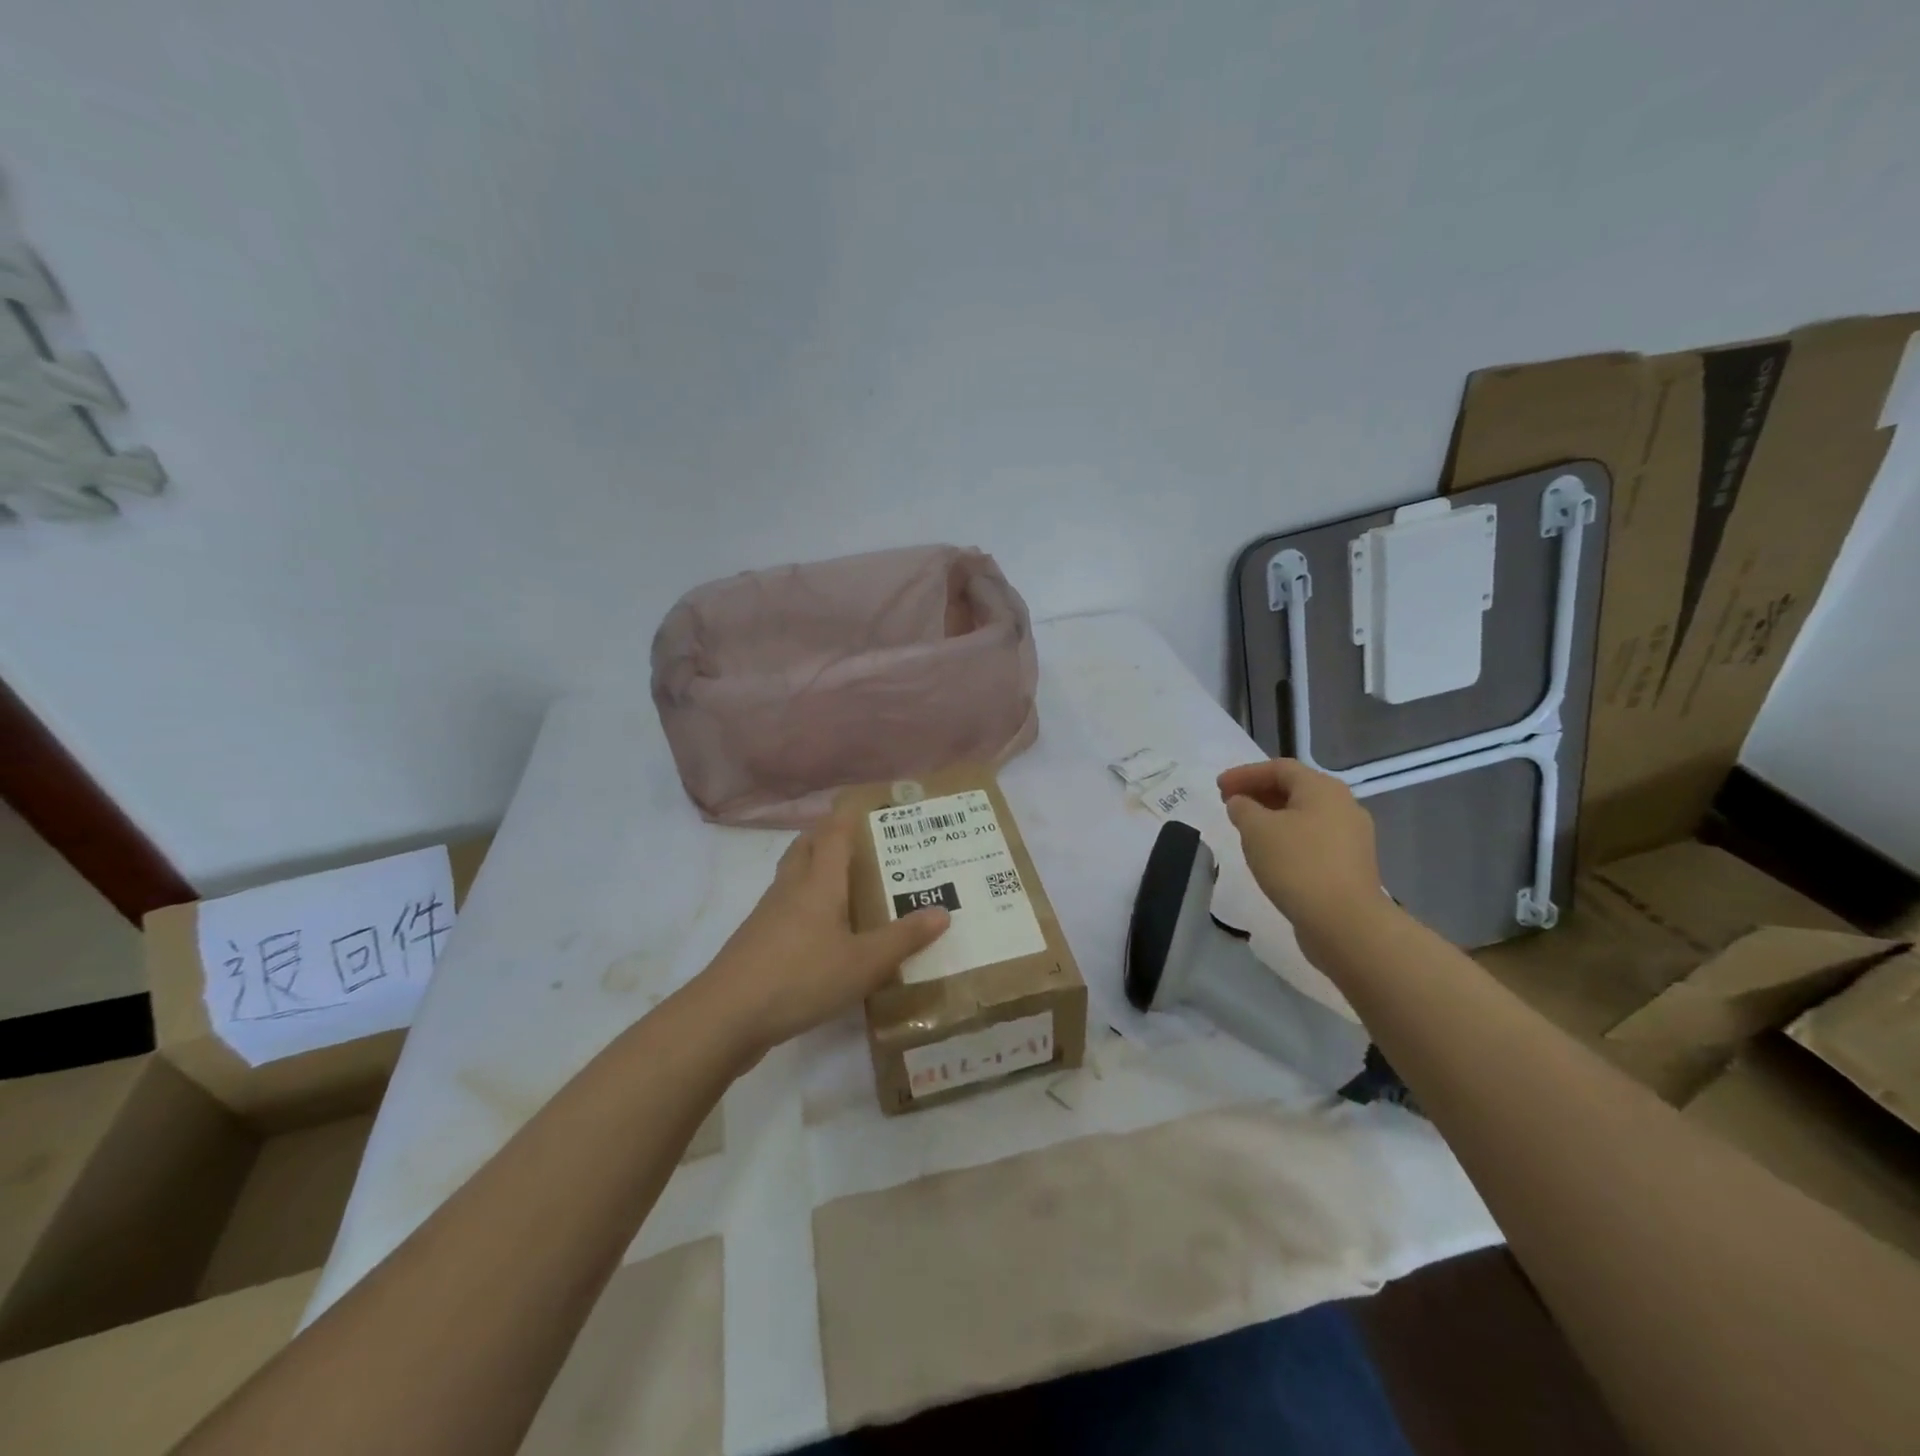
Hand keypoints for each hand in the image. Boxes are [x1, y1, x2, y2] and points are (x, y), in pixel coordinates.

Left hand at [696, 815, 948, 1056]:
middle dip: (828, 835)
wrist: (726, 1016)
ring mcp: (768, 914)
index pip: (834, 833)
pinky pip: (785, 906)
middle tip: (859, 839)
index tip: (867, 803)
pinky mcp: (756, 941)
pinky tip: (820, 928)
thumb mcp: (863, 963)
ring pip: (792, 875)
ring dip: (814, 867)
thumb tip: (943, 912)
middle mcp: (791, 888)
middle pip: (807, 847)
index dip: (848, 815)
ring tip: (844, 880)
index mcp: (819, 882)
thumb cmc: (801, 977)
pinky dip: (804, 901)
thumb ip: (903, 938)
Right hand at [1218, 758, 1392, 965]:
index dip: (1245, 774)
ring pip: (1304, 815)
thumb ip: (1243, 808)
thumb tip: (1241, 803)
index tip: (1218, 787)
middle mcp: (1343, 805)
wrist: (1345, 923)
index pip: (1278, 768)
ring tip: (1245, 829)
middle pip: (1294, 789)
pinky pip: (1313, 839)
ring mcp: (1351, 837)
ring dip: (1271, 816)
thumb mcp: (1256, 830)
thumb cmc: (1297, 865)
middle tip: (1229, 804)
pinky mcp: (1350, 864)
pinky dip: (1287, 837)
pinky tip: (1270, 854)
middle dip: (1258, 793)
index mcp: (1323, 789)